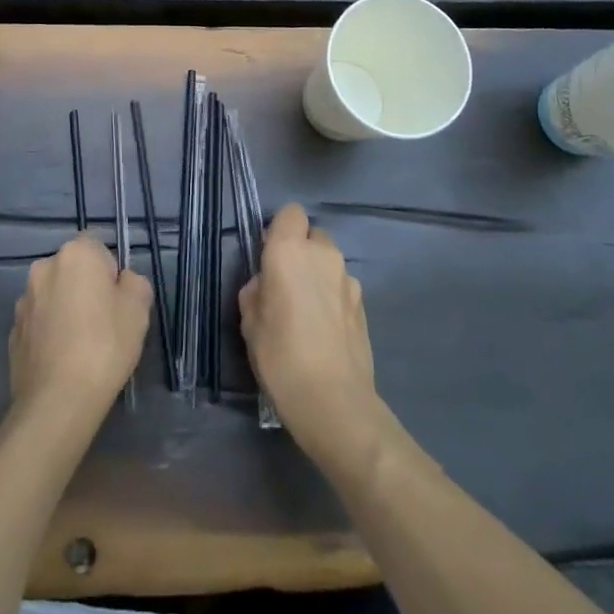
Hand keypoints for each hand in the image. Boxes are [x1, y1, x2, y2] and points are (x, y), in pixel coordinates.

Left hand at [9, 233, 151, 421]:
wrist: (58, 401)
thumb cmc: (104, 346)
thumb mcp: (139, 309)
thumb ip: (134, 283)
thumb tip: (122, 282)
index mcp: (76, 253)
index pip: (98, 246)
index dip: (110, 270)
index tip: (117, 299)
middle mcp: (44, 267)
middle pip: (73, 269)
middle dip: (86, 287)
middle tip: (104, 322)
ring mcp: (24, 300)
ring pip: (54, 295)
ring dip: (66, 308)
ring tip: (81, 345)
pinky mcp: (12, 330)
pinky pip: (40, 321)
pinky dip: (50, 331)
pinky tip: (63, 359)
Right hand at [239, 203, 382, 469]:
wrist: (334, 401)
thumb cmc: (281, 356)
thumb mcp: (250, 324)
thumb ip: (256, 292)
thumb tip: (265, 286)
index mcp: (289, 250)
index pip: (290, 213)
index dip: (279, 229)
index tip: (269, 255)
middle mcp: (322, 253)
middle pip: (312, 234)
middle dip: (301, 250)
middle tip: (286, 284)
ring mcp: (348, 278)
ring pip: (329, 261)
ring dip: (318, 274)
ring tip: (307, 311)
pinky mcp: (364, 303)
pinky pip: (342, 286)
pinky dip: (333, 296)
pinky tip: (325, 329)